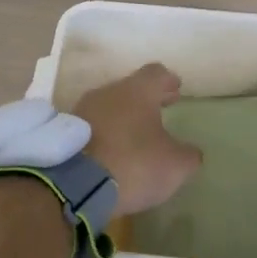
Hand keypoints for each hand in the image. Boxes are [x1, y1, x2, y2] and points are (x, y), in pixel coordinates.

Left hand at [74, 63, 202, 216]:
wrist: (74, 184)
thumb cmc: (133, 164)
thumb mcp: (175, 166)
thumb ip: (187, 155)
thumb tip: (190, 152)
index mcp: (137, 91)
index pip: (156, 73)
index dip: (168, 81)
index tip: (176, 89)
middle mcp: (108, 92)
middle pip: (130, 88)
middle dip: (146, 99)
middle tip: (160, 109)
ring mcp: (83, 109)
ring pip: (109, 106)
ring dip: (123, 116)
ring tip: (135, 134)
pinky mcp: (66, 132)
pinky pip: (92, 126)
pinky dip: (104, 133)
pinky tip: (112, 150)